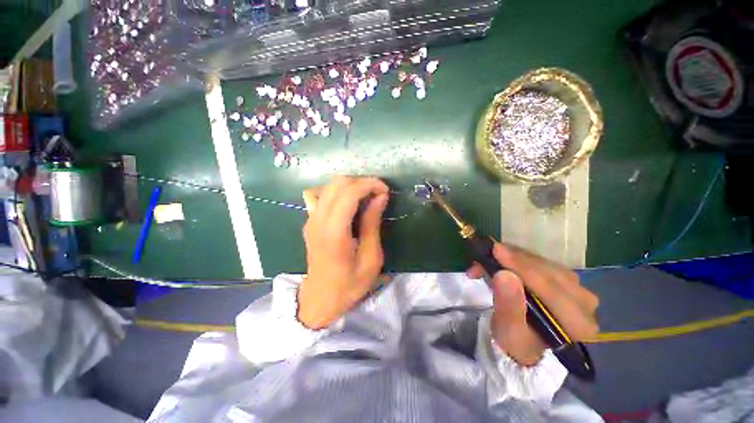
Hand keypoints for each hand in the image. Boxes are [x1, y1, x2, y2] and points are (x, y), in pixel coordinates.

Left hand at [297, 176, 389, 328]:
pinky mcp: (309, 221)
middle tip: (378, 194)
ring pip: (328, 186)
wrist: (320, 298)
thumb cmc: (349, 284)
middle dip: (361, 182)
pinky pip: (319, 195)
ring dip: (350, 185)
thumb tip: (380, 197)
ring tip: (365, 197)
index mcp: (334, 232)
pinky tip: (345, 203)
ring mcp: (310, 219)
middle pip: (337, 183)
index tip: (385, 191)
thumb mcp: (371, 258)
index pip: (348, 193)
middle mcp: (318, 220)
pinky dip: (335, 192)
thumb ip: (372, 224)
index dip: (369, 184)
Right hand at [467, 243, 598, 365]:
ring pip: (545, 263)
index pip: (549, 287)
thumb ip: (508, 305)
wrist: (526, 344)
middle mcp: (585, 303)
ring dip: (515, 258)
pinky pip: (543, 262)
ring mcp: (578, 289)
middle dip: (515, 261)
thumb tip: (504, 274)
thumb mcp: (507, 331)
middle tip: (489, 253)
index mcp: (577, 323)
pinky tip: (505, 260)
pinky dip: (520, 259)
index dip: (521, 266)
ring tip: (493, 258)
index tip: (495, 250)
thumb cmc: (516, 341)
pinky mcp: (568, 281)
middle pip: (548, 271)